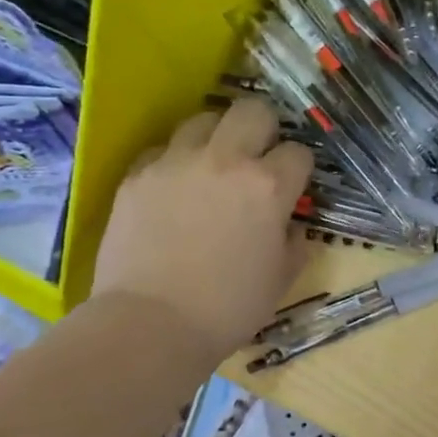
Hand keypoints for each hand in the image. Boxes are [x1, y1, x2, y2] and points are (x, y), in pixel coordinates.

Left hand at [93, 100, 313, 357]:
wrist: (151, 325)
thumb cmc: (228, 308)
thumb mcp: (281, 280)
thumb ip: (294, 243)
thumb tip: (290, 226)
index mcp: (269, 187)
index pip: (298, 152)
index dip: (299, 169)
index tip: (293, 186)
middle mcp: (226, 161)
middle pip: (254, 111)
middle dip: (265, 129)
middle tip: (258, 157)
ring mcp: (176, 163)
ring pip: (204, 119)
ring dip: (217, 137)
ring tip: (213, 164)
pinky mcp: (137, 175)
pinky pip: (162, 149)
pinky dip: (174, 161)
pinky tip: (174, 187)